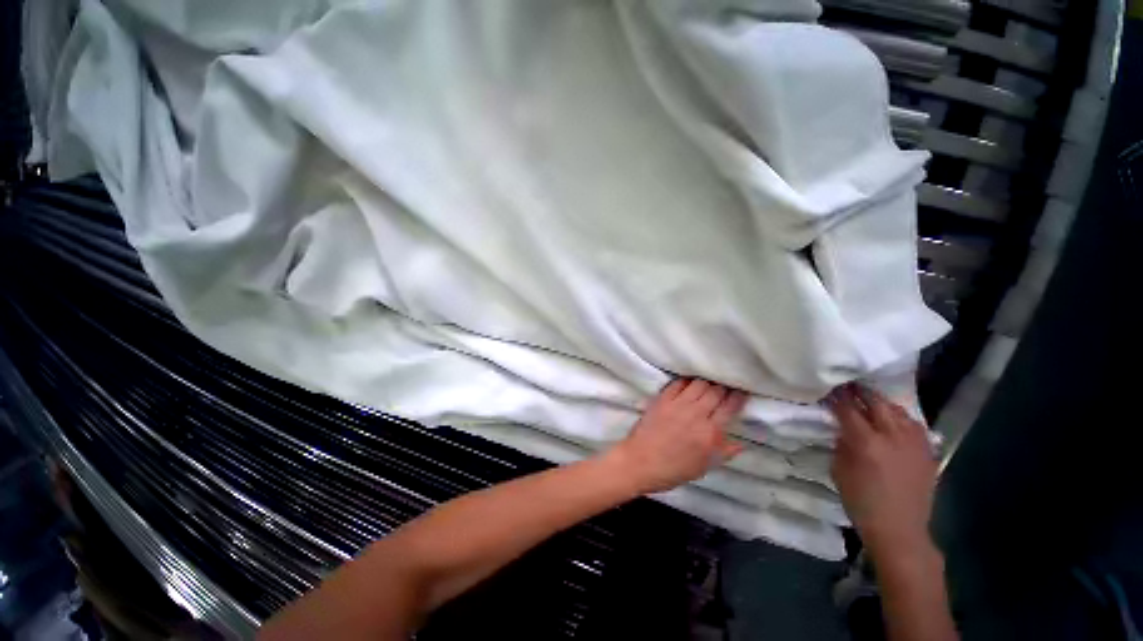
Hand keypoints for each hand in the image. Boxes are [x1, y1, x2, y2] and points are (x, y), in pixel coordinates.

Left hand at [609, 379, 747, 494]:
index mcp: (709, 433)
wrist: (640, 462)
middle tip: (725, 386)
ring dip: (706, 382)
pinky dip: (686, 381)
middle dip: (723, 387)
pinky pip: (678, 383)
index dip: (737, 397)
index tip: (741, 391)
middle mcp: (696, 414)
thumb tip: (741, 444)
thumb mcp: (703, 467)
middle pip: (715, 391)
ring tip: (708, 384)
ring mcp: (677, 404)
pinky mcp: (662, 399)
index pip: (729, 407)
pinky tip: (688, 383)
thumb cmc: (673, 470)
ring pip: (698, 383)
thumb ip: (723, 453)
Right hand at [827, 384, 937, 557]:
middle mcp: (893, 437)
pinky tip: (894, 419)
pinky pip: (914, 425)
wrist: (900, 530)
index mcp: (866, 443)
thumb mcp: (839, 470)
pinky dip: (900, 417)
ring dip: (881, 402)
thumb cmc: (861, 502)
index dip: (836, 397)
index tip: (828, 388)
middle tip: (848, 384)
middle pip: (876, 403)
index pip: (848, 409)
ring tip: (870, 399)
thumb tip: (842, 428)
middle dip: (860, 392)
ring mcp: (914, 443)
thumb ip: (841, 444)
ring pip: (897, 411)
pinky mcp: (927, 452)